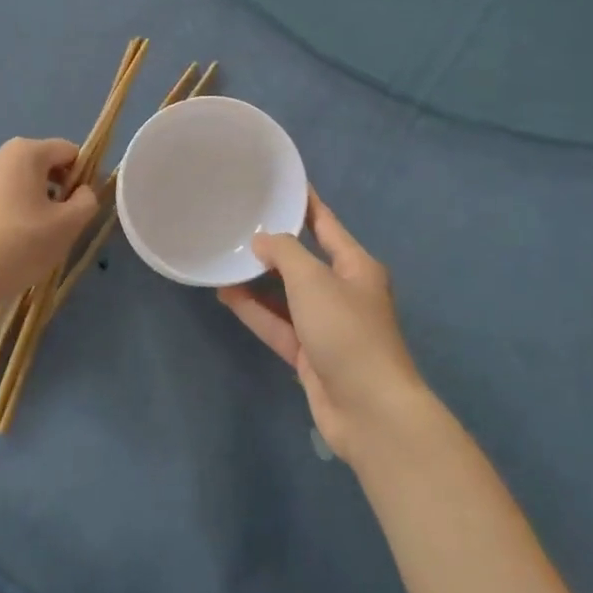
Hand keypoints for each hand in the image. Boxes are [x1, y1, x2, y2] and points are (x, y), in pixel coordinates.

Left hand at [0, 137, 99, 308]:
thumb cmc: (22, 244)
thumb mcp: (69, 224)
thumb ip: (87, 200)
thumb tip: (82, 191)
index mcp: (25, 151)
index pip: (69, 152)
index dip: (82, 176)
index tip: (81, 206)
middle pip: (44, 163)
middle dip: (59, 187)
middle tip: (61, 222)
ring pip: (22, 179)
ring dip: (37, 198)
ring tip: (38, 232)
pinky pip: (2, 192)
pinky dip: (15, 206)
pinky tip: (14, 236)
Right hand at [218, 191, 427, 461]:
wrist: (369, 410)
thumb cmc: (347, 331)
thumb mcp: (313, 280)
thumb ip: (285, 253)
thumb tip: (262, 241)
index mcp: (356, 266)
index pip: (326, 224)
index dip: (305, 202)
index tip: (280, 183)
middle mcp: (343, 291)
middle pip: (303, 260)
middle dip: (273, 244)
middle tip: (237, 222)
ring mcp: (326, 325)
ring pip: (285, 294)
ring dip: (257, 280)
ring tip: (223, 258)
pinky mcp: (309, 354)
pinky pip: (277, 324)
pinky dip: (255, 311)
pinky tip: (226, 295)